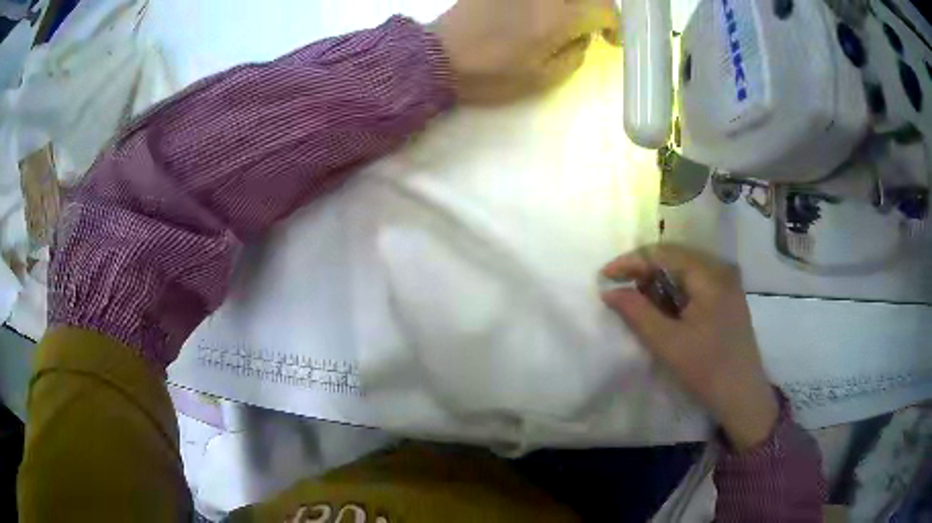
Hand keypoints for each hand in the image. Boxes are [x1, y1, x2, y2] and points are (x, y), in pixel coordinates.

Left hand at [429, 0, 619, 103]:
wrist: (440, 57)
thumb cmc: (493, 73)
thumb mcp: (545, 77)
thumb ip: (575, 54)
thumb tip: (583, 35)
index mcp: (560, 17)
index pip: (604, 8)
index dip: (615, 24)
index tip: (610, 39)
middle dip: (598, 6)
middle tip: (593, 24)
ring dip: (574, 3)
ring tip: (568, 18)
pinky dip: (550, 2)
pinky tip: (543, 12)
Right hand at [600, 244, 779, 451]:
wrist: (742, 396)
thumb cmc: (706, 370)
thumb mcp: (667, 343)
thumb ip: (636, 312)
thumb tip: (609, 291)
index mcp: (710, 275)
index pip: (663, 253)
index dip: (631, 261)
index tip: (604, 277)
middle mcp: (721, 269)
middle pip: (674, 256)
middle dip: (644, 270)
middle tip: (620, 290)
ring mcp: (728, 282)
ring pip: (684, 268)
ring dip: (658, 280)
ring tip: (639, 301)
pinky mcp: (728, 296)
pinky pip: (696, 281)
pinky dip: (675, 290)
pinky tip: (664, 307)